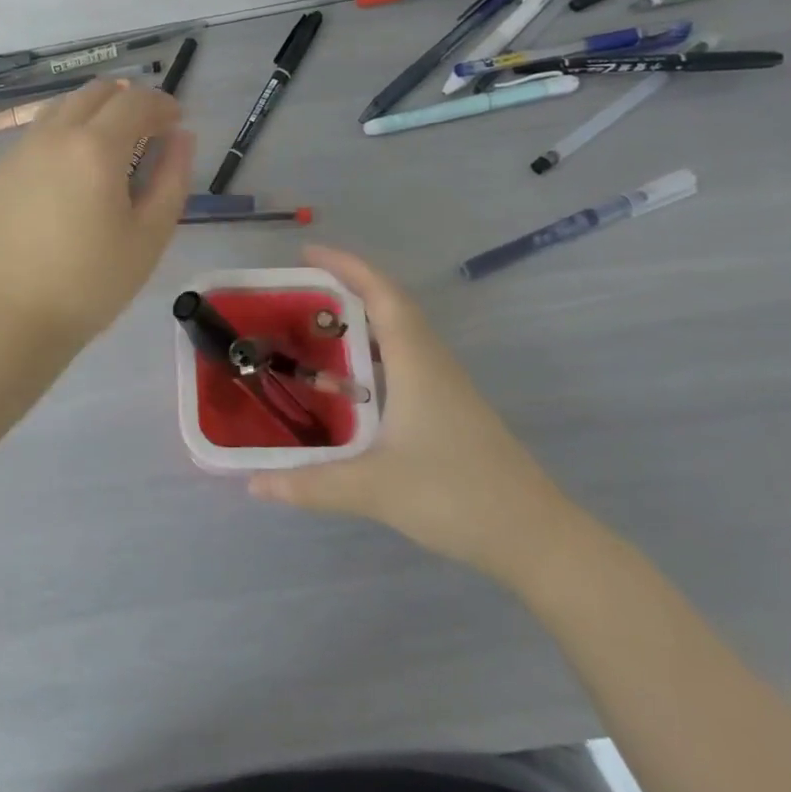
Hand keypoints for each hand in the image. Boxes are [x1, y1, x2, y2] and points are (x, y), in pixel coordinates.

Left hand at [0, 79, 193, 359]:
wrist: (12, 318)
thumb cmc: (93, 282)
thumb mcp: (150, 234)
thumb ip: (173, 176)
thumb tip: (180, 136)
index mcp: (95, 147)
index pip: (136, 101)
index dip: (162, 103)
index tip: (176, 121)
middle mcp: (53, 135)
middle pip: (95, 92)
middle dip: (127, 100)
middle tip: (146, 129)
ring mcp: (18, 151)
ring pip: (61, 108)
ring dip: (92, 112)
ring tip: (108, 145)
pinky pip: (35, 136)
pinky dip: (61, 136)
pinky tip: (68, 173)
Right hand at [248, 245, 592, 584]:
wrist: (536, 538)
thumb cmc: (455, 495)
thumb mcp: (374, 489)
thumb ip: (311, 483)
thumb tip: (254, 483)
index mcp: (415, 361)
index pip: (380, 293)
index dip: (345, 265)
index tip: (307, 252)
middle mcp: (432, 361)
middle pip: (390, 304)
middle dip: (348, 286)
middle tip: (301, 290)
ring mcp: (446, 385)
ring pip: (401, 332)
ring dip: (363, 317)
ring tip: (319, 326)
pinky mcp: (451, 408)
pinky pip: (407, 357)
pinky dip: (376, 350)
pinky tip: (355, 380)